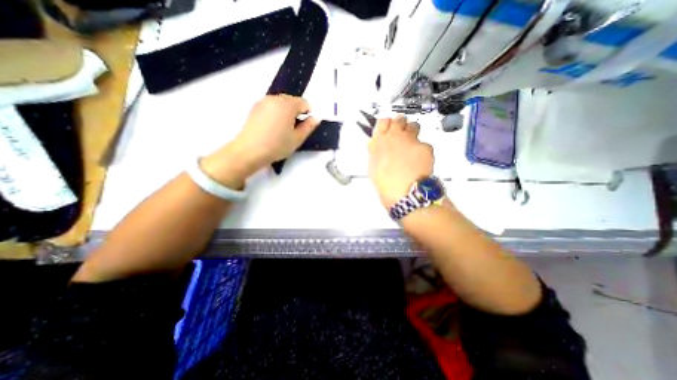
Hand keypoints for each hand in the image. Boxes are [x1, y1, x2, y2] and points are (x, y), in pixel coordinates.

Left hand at [200, 96, 319, 187]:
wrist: (249, 150)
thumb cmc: (277, 145)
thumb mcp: (297, 139)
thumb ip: (309, 127)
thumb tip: (315, 118)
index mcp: (288, 105)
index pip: (304, 102)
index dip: (308, 113)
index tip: (305, 126)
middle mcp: (275, 98)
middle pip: (292, 100)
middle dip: (296, 111)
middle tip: (294, 128)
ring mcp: (263, 102)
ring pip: (281, 102)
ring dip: (286, 112)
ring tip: (283, 128)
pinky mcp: (255, 107)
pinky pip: (271, 106)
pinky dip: (276, 112)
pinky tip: (272, 127)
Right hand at [370, 116, 433, 210]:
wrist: (404, 193)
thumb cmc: (385, 182)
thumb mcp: (373, 166)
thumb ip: (375, 150)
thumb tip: (377, 143)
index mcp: (380, 141)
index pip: (383, 121)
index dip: (386, 124)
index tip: (388, 129)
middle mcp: (395, 136)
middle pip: (400, 119)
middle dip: (401, 126)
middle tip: (401, 137)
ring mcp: (412, 140)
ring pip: (414, 126)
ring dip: (412, 133)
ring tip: (411, 148)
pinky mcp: (425, 146)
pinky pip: (424, 143)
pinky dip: (422, 150)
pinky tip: (419, 161)